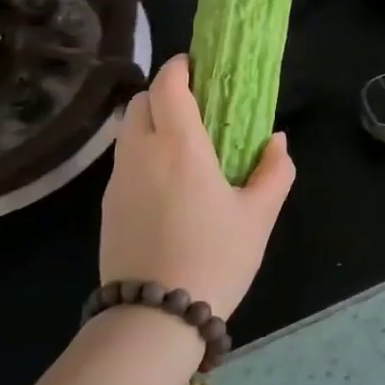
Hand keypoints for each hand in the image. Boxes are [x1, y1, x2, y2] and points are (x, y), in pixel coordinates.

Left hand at [98, 55, 294, 316]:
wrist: (154, 318)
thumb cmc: (215, 258)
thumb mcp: (259, 216)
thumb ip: (274, 171)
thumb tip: (276, 142)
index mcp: (180, 146)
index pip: (168, 85)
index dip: (180, 67)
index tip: (199, 66)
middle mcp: (142, 153)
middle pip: (141, 101)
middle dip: (165, 93)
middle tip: (196, 107)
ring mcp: (119, 180)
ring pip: (128, 130)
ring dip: (151, 122)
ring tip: (183, 145)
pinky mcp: (108, 206)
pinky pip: (124, 161)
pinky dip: (143, 152)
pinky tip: (168, 183)